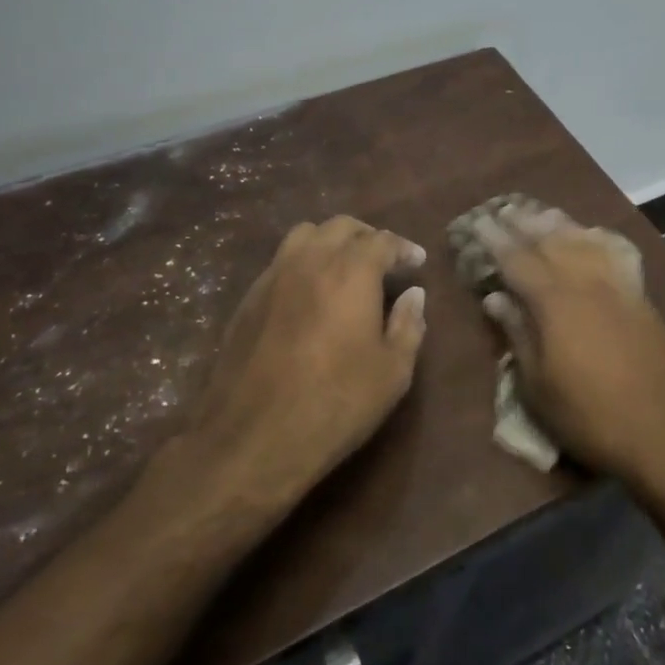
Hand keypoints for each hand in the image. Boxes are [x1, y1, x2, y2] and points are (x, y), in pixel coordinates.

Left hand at [186, 216, 427, 504]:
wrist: (252, 438)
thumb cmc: (335, 403)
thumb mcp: (392, 372)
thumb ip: (408, 325)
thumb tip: (414, 295)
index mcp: (350, 272)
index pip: (382, 240)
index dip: (403, 248)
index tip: (416, 262)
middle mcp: (310, 261)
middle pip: (341, 227)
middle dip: (367, 237)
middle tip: (384, 262)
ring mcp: (272, 277)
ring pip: (304, 236)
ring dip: (330, 242)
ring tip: (344, 268)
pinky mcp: (248, 299)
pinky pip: (280, 262)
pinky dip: (303, 263)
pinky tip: (310, 294)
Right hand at [471, 205, 664, 489]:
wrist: (662, 431)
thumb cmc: (587, 415)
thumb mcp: (537, 384)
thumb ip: (517, 333)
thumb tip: (495, 297)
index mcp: (554, 302)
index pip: (517, 260)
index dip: (495, 240)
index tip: (478, 222)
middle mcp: (585, 282)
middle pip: (550, 241)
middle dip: (524, 224)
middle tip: (503, 210)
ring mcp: (617, 286)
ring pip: (583, 241)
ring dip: (558, 224)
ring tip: (538, 213)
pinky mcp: (639, 297)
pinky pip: (615, 254)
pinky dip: (598, 239)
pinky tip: (590, 234)